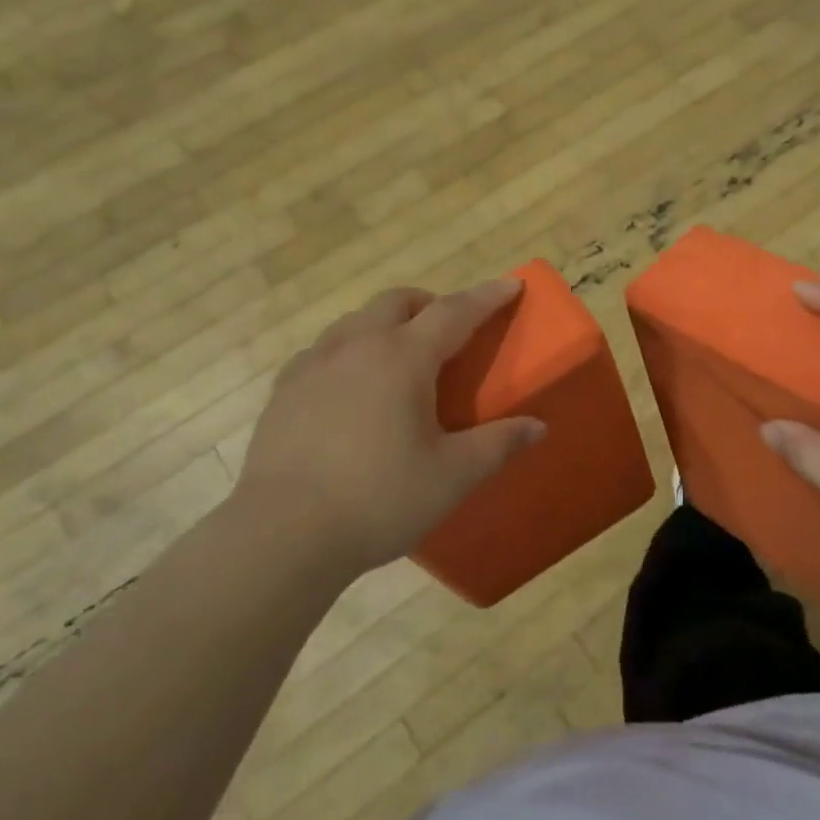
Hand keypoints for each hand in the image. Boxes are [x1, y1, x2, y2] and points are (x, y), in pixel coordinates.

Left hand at [232, 280, 545, 573]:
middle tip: (450, 331)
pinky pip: (324, 350)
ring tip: (400, 358)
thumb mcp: (452, 476)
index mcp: (402, 358)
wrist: (282, 534)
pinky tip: (351, 388)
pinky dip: (350, 351)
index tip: (510, 285)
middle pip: (397, 301)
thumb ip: (497, 445)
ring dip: (386, 323)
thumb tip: (537, 426)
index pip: (454, 312)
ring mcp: (313, 365)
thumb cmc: (378, 499)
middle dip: (430, 304)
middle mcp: (356, 346)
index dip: (487, 297)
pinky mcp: (283, 391)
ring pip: (356, 321)